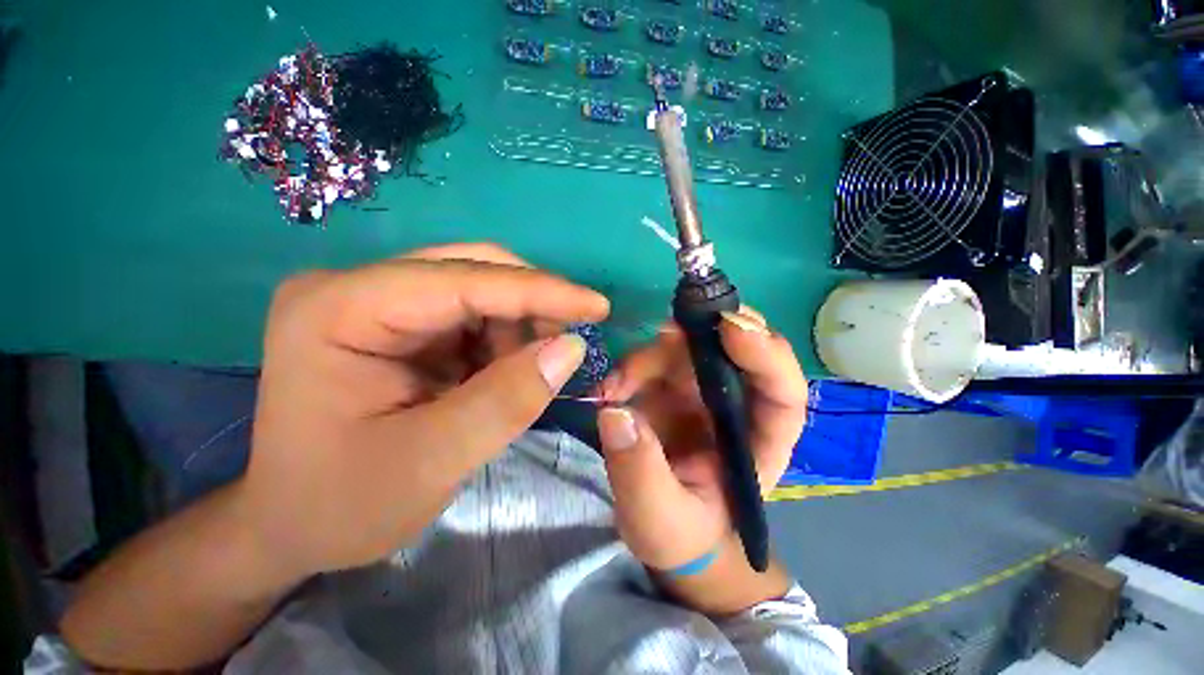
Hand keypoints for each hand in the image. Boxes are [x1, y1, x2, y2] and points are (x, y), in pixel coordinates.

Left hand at [239, 244, 609, 578]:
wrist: (291, 526)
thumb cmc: (342, 505)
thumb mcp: (431, 463)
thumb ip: (507, 401)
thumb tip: (572, 348)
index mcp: (339, 309)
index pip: (462, 280)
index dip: (540, 291)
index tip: (598, 306)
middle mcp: (354, 288)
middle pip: (471, 272)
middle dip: (531, 307)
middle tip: (570, 344)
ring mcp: (375, 302)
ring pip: (479, 291)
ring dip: (518, 328)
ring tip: (525, 375)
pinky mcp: (397, 322)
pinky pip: (472, 315)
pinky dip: (503, 341)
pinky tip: (503, 374)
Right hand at [594, 307, 806, 611]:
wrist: (663, 530)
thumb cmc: (679, 533)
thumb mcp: (658, 518)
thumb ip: (639, 471)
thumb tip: (615, 413)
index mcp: (758, 441)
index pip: (782, 391)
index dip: (765, 353)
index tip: (729, 326)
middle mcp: (735, 405)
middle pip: (734, 349)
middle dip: (704, 332)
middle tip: (667, 332)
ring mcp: (700, 391)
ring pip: (686, 347)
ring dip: (648, 357)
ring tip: (614, 388)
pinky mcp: (669, 386)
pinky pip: (653, 359)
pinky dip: (629, 367)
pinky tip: (609, 390)